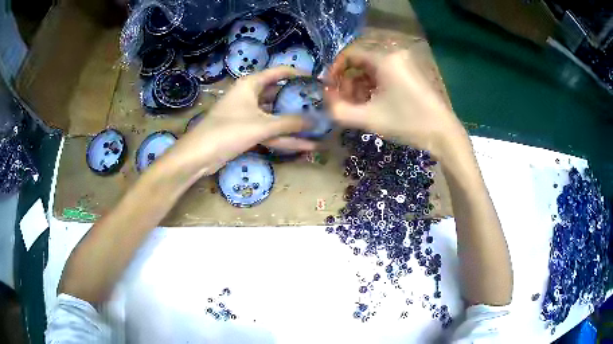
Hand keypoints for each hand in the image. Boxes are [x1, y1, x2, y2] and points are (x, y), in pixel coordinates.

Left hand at [163, 67, 315, 177]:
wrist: (200, 155)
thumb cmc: (228, 131)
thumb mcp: (262, 125)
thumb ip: (290, 123)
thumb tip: (317, 121)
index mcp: (251, 84)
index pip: (279, 72)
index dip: (299, 74)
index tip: (317, 81)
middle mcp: (250, 96)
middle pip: (279, 94)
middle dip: (299, 101)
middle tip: (321, 105)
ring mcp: (249, 114)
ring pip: (275, 115)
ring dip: (294, 123)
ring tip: (318, 127)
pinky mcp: (247, 131)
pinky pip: (270, 131)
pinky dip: (284, 137)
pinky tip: (304, 144)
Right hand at [325, 49, 466, 159]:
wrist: (442, 133)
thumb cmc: (406, 123)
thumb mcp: (368, 119)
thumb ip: (339, 110)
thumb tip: (326, 99)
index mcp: (385, 59)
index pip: (350, 54)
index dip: (335, 70)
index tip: (329, 88)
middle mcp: (395, 54)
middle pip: (361, 61)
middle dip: (348, 81)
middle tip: (344, 101)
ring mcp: (406, 63)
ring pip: (373, 68)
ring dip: (361, 85)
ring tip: (359, 106)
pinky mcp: (412, 72)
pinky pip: (386, 73)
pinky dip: (375, 85)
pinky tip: (374, 103)